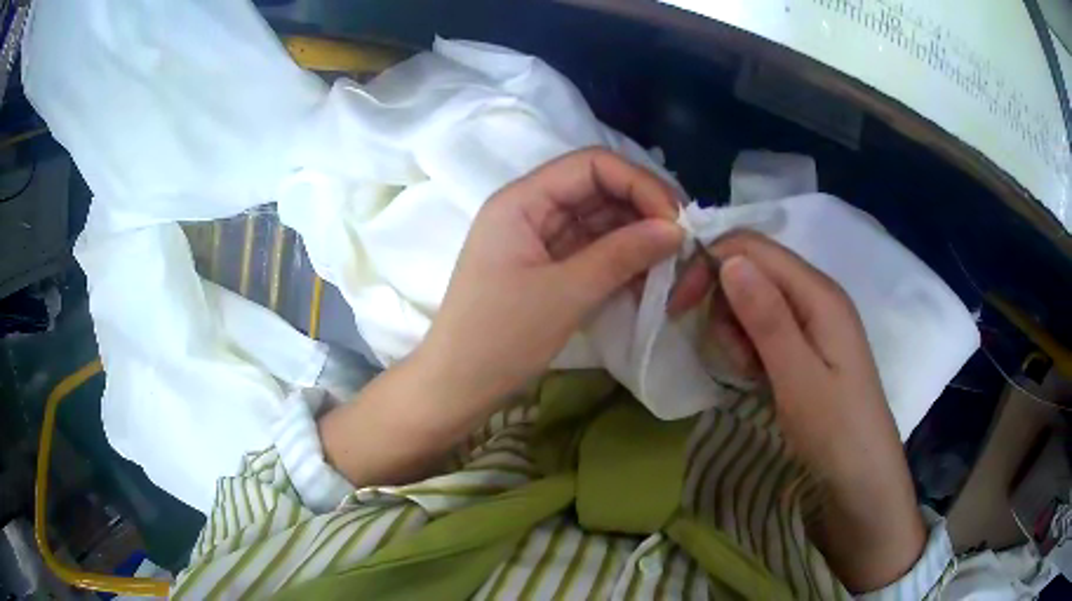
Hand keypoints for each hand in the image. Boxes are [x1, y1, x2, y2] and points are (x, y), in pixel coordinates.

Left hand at [321, 149, 681, 487]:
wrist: (456, 387)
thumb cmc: (499, 338)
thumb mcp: (565, 294)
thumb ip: (622, 254)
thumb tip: (676, 229)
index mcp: (522, 200)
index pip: (592, 165)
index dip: (639, 183)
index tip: (676, 220)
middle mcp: (531, 209)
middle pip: (598, 189)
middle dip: (643, 210)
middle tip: (683, 243)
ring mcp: (538, 238)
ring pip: (599, 221)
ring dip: (636, 237)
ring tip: (672, 264)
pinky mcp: (546, 267)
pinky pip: (592, 249)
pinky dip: (621, 260)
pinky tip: (648, 278)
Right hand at [669, 230, 924, 592]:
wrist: (863, 476)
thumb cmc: (836, 430)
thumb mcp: (798, 377)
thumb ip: (767, 317)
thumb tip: (728, 259)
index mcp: (818, 292)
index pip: (751, 248)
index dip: (709, 265)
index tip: (678, 308)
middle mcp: (816, 294)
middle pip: (752, 270)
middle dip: (726, 305)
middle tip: (734, 356)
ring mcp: (813, 318)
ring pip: (755, 299)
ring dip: (738, 331)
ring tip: (751, 373)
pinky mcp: (808, 342)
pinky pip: (766, 326)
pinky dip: (751, 346)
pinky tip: (759, 376)